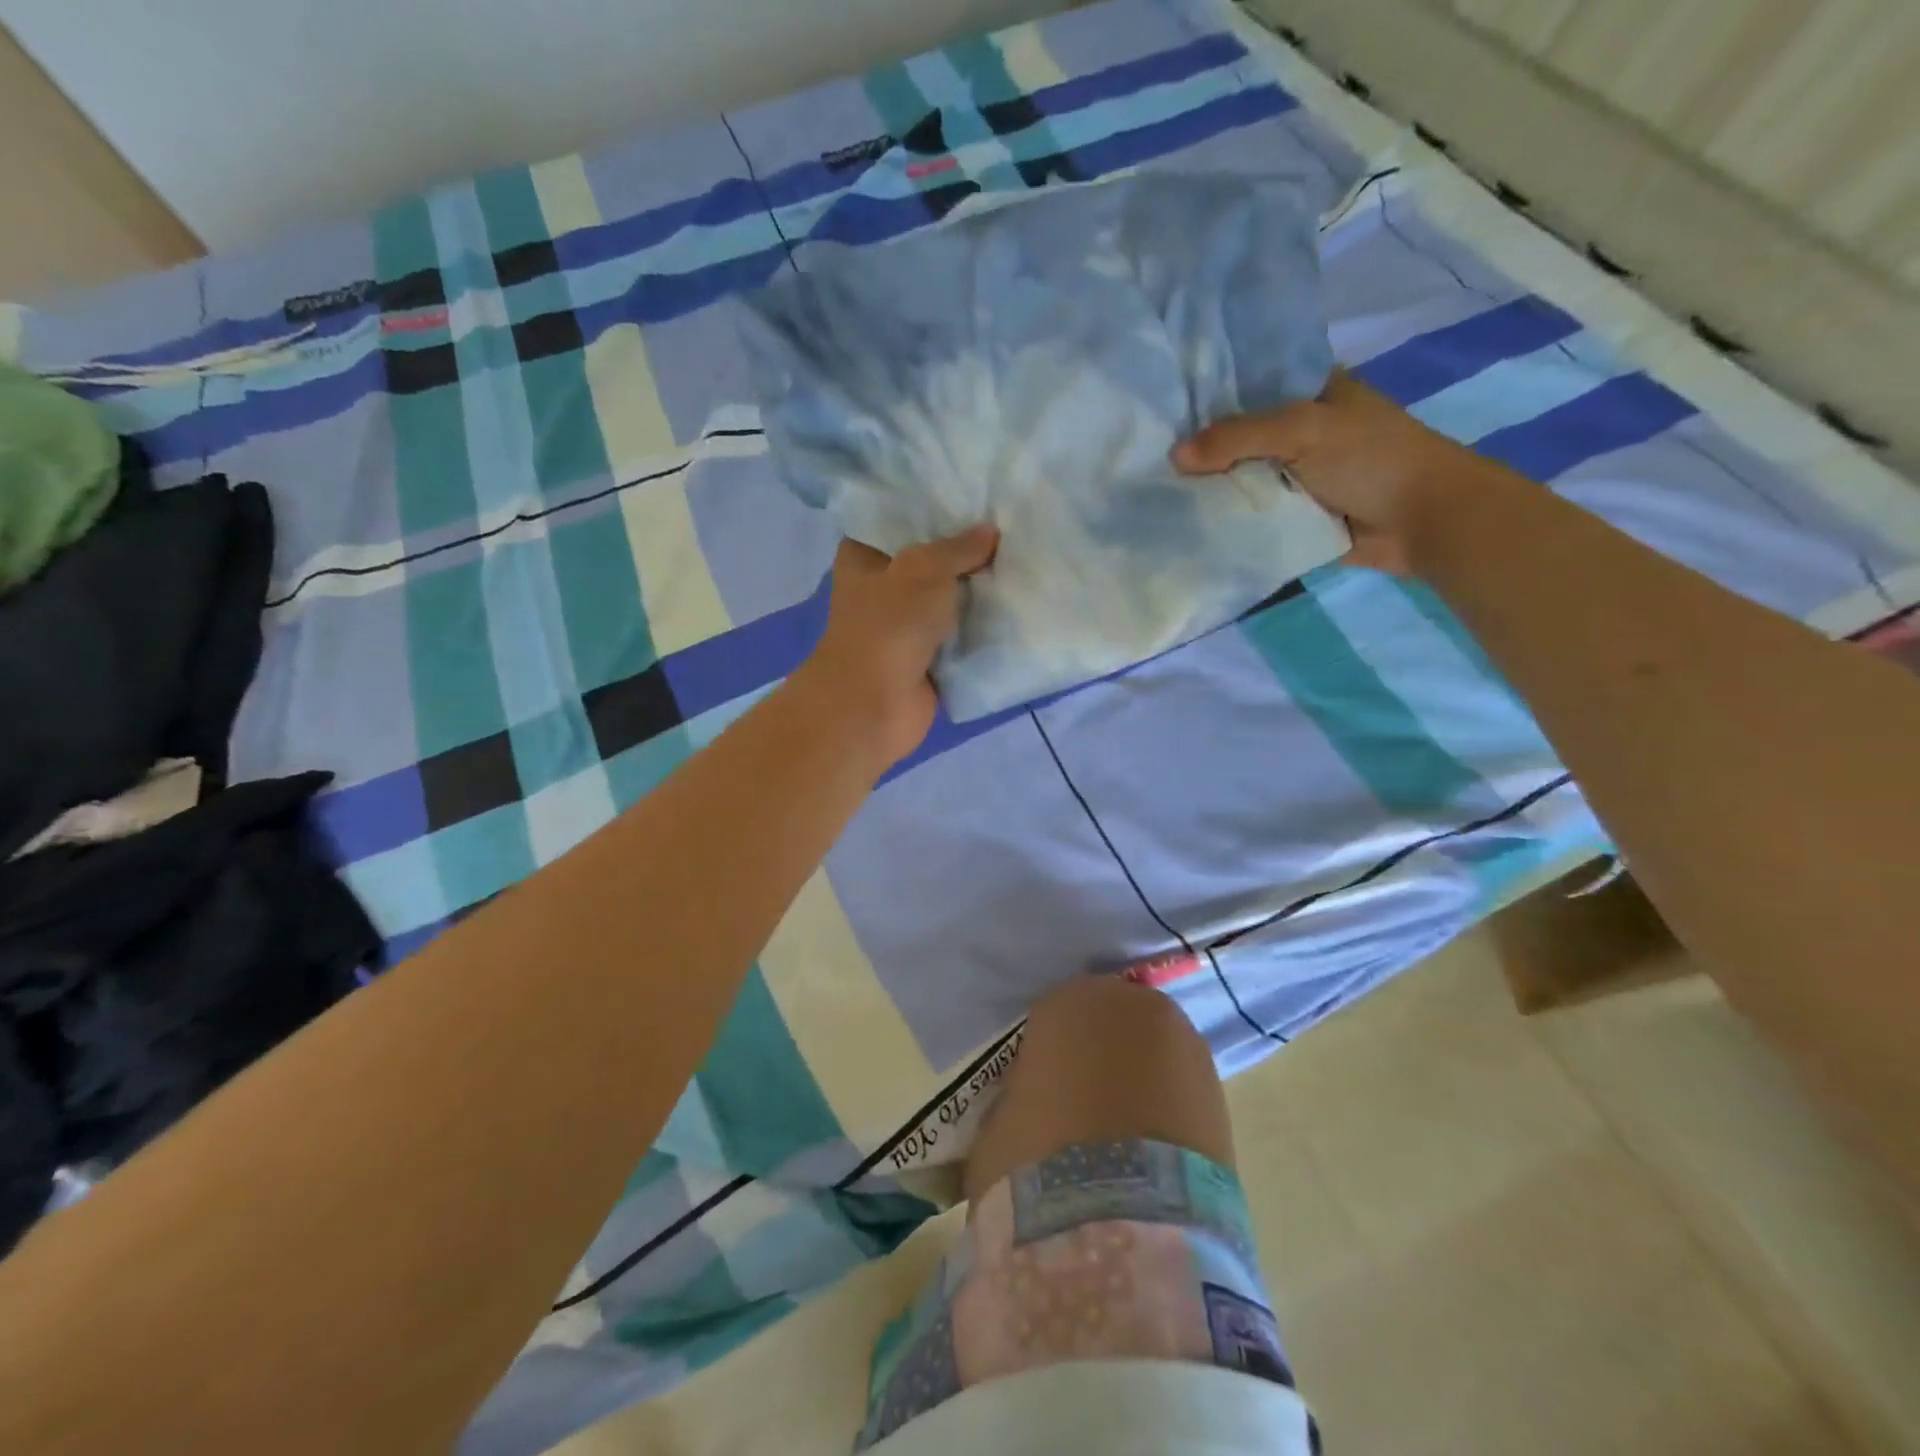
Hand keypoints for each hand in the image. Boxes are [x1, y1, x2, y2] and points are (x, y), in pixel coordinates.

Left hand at [795, 525, 999, 767]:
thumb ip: (959, 547)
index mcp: (864, 557)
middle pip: (930, 561)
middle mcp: (882, 588)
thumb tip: (990, 531)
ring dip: (979, 590)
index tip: (974, 494)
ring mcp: (905, 626)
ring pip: (948, 600)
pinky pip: (961, 636)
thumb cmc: (889, 624)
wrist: (875, 704)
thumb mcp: (925, 569)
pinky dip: (983, 627)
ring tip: (1023, 559)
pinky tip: (1018, 604)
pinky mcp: (927, 659)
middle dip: (966, 549)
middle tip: (1011, 523)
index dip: (934, 508)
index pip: (899, 520)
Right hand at [1172, 372, 1476, 574]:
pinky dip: (1225, 518)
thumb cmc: (1372, 458)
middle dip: (1200, 447)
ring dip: (1208, 486)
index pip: (1248, 384)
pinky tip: (1185, 520)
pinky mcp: (1293, 515)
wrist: (1422, 521)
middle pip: (1237, 435)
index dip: (1207, 393)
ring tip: (1154, 489)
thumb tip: (1174, 456)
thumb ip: (1239, 437)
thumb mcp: (1304, 431)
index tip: (1160, 406)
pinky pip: (1250, 513)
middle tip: (1146, 454)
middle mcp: (1298, 430)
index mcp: (1309, 392)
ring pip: (1240, 477)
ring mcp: (1294, 475)